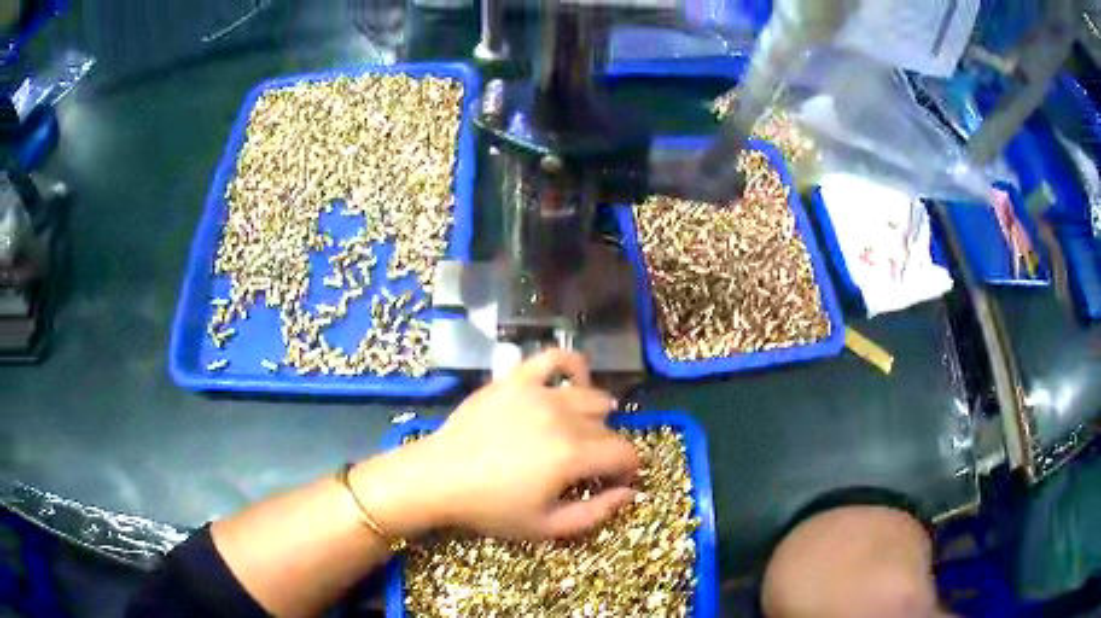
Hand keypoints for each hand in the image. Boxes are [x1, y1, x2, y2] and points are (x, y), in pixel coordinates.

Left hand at [359, 349, 638, 540]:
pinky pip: (554, 358)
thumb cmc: (491, 507)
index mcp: (573, 454)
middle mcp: (563, 416)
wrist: (438, 478)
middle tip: (586, 467)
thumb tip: (629, 493)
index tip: (615, 481)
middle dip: (607, 449)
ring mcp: (538, 392)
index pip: (624, 453)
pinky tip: (573, 382)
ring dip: (596, 415)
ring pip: (591, 395)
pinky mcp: (516, 379)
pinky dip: (572, 366)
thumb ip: (596, 513)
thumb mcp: (546, 526)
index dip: (628, 469)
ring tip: (581, 431)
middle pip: (607, 427)